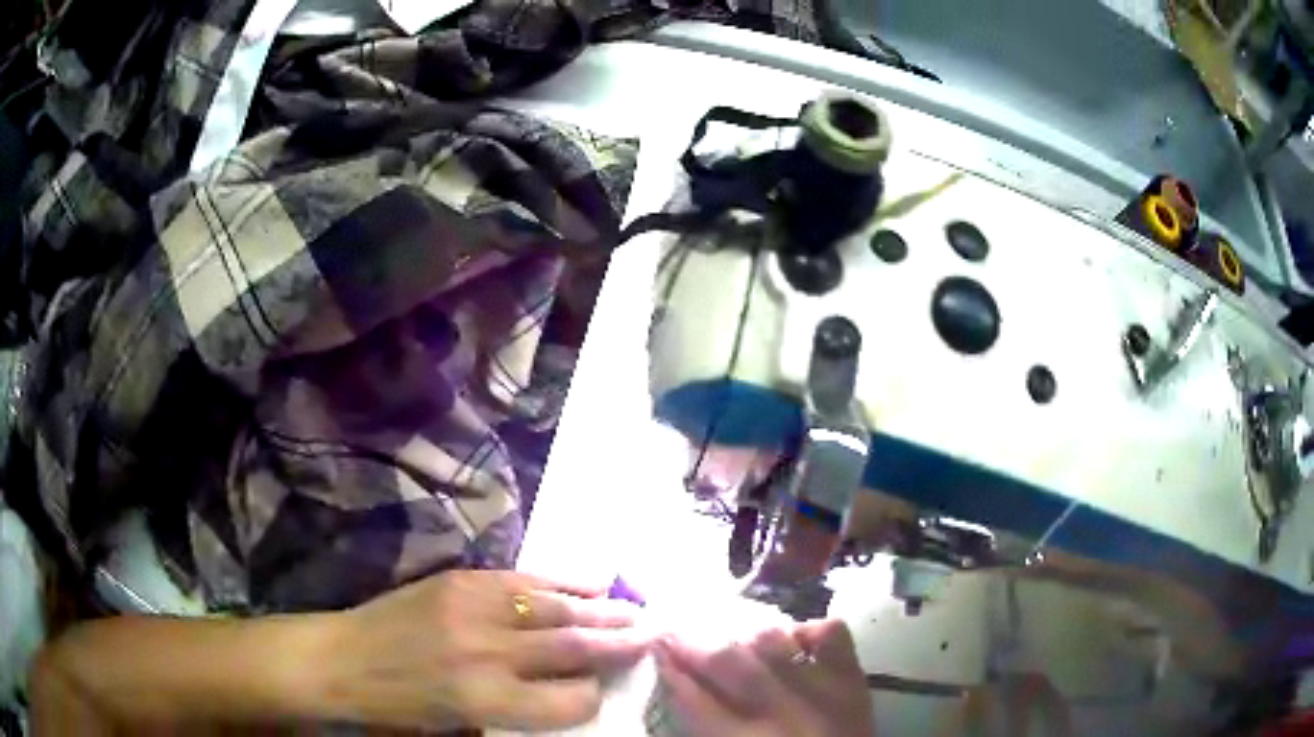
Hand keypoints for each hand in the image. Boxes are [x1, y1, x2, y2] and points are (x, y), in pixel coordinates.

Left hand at [319, 570, 652, 731]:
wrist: (340, 659)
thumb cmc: (398, 709)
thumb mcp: (459, 727)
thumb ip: (518, 712)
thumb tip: (570, 694)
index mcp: (488, 699)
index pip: (572, 700)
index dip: (593, 697)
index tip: (599, 691)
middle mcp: (488, 653)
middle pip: (574, 647)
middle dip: (619, 643)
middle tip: (656, 633)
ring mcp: (473, 608)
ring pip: (556, 608)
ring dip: (601, 609)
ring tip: (635, 608)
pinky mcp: (460, 580)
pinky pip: (524, 579)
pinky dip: (562, 580)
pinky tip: (590, 579)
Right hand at [654, 619, 873, 736]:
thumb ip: (707, 726)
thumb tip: (683, 685)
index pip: (693, 699)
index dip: (671, 671)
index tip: (657, 649)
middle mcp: (780, 712)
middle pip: (728, 663)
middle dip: (694, 644)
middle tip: (675, 633)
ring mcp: (822, 689)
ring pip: (773, 641)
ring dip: (744, 638)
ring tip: (732, 641)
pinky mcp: (853, 678)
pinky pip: (828, 633)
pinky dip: (805, 631)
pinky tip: (791, 643)